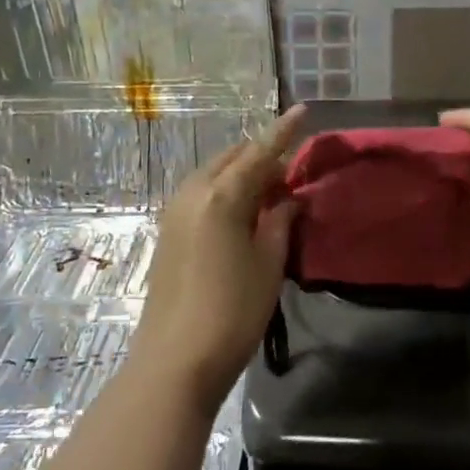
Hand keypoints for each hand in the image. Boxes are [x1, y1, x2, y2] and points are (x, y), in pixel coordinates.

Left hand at [134, 104, 305, 407]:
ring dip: (242, 174)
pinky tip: (242, 211)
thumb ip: (279, 222)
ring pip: (214, 175)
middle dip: (261, 155)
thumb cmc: (233, 311)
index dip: (283, 132)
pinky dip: (225, 191)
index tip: (302, 110)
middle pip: (232, 159)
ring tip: (271, 190)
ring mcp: (174, 212)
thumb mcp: (268, 264)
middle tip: (291, 168)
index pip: (259, 152)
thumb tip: (287, 199)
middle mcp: (193, 193)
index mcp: (222, 195)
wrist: (175, 360)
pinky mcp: (167, 232)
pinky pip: (201, 194)